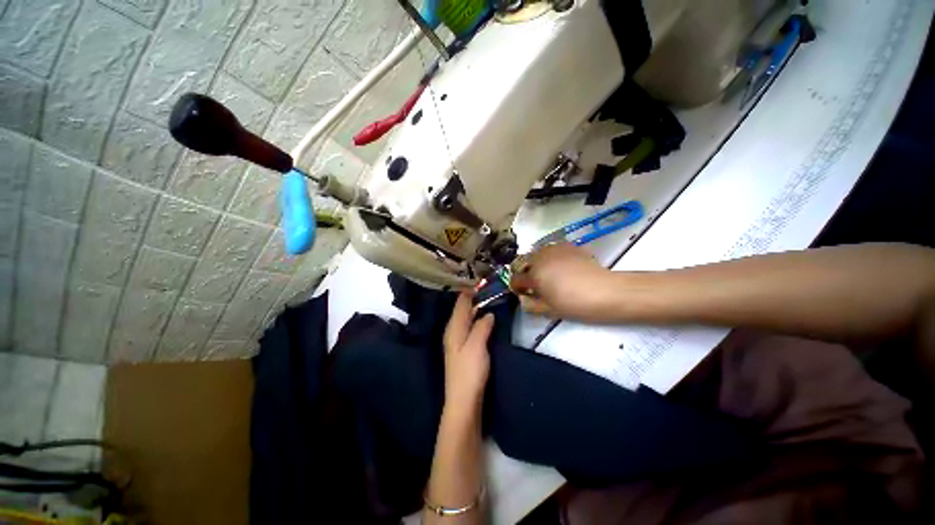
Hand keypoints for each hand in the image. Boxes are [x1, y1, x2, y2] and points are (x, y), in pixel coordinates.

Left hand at [443, 293, 494, 410]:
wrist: (464, 401)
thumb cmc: (469, 371)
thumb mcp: (476, 345)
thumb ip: (482, 326)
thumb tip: (488, 313)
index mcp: (454, 327)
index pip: (461, 302)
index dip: (471, 290)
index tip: (484, 280)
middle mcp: (453, 331)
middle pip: (463, 309)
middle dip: (474, 297)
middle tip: (491, 287)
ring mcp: (457, 340)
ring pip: (466, 318)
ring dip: (476, 308)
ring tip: (490, 298)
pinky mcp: (463, 349)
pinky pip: (469, 327)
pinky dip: (477, 319)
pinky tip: (485, 319)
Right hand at [511, 242, 615, 320]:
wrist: (605, 291)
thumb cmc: (575, 304)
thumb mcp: (549, 310)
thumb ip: (529, 304)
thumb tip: (522, 298)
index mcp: (533, 275)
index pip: (515, 279)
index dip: (517, 288)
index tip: (524, 293)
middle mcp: (539, 258)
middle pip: (521, 262)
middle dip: (524, 273)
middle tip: (534, 284)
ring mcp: (553, 249)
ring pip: (535, 253)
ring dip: (535, 263)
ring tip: (546, 273)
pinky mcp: (566, 246)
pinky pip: (550, 249)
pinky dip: (549, 257)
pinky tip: (560, 266)